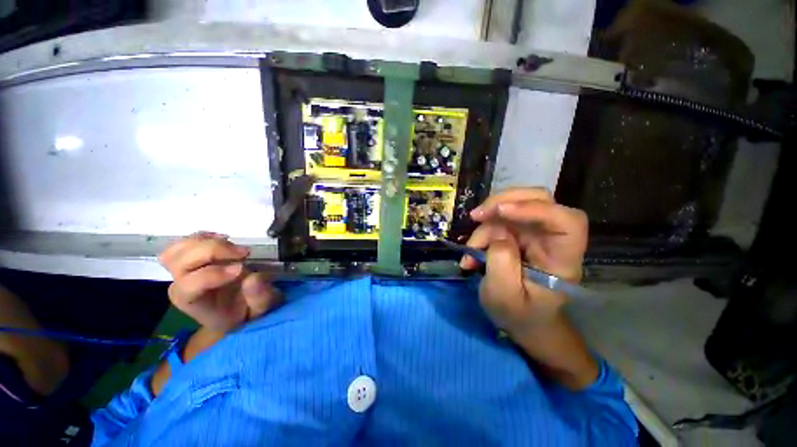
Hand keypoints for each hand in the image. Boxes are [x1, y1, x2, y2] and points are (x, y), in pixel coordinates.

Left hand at [159, 232, 281, 331]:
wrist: (232, 310)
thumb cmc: (245, 311)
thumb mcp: (260, 310)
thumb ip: (260, 297)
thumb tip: (253, 277)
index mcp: (195, 302)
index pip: (190, 285)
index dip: (214, 274)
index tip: (242, 268)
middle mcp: (181, 285)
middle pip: (181, 261)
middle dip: (214, 251)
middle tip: (244, 253)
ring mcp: (181, 271)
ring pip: (178, 249)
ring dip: (208, 242)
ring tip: (233, 246)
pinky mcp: (187, 259)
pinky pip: (184, 242)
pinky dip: (203, 236)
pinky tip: (223, 239)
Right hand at [462, 188, 588, 337]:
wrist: (522, 319)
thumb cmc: (518, 314)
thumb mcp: (503, 296)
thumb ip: (501, 263)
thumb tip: (498, 233)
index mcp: (562, 258)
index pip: (567, 221)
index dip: (535, 209)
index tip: (500, 211)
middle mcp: (553, 238)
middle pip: (539, 199)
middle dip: (502, 202)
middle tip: (475, 216)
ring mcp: (535, 232)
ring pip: (512, 207)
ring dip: (485, 224)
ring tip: (471, 251)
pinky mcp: (519, 232)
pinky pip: (498, 219)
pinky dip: (481, 231)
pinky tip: (473, 251)